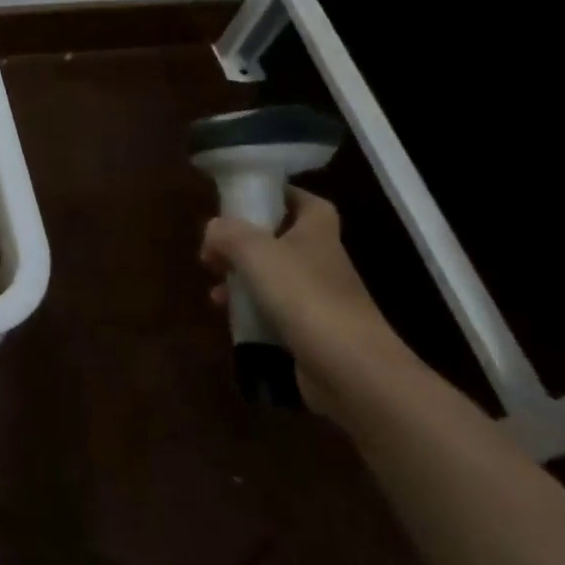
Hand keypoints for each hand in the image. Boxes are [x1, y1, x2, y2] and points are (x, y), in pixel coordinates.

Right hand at [199, 187, 411, 418]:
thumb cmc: (304, 296)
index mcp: (317, 233)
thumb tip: (214, 228)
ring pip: (273, 277)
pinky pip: (273, 311)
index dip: (280, 195)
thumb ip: (228, 232)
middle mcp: (321, 262)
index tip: (246, 199)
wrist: (351, 369)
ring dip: (240, 277)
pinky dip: (249, 310)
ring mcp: (319, 299)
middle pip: (282, 240)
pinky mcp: (311, 332)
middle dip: (244, 242)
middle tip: (213, 250)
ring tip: (213, 288)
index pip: (307, 202)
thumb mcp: (255, 251)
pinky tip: (228, 316)